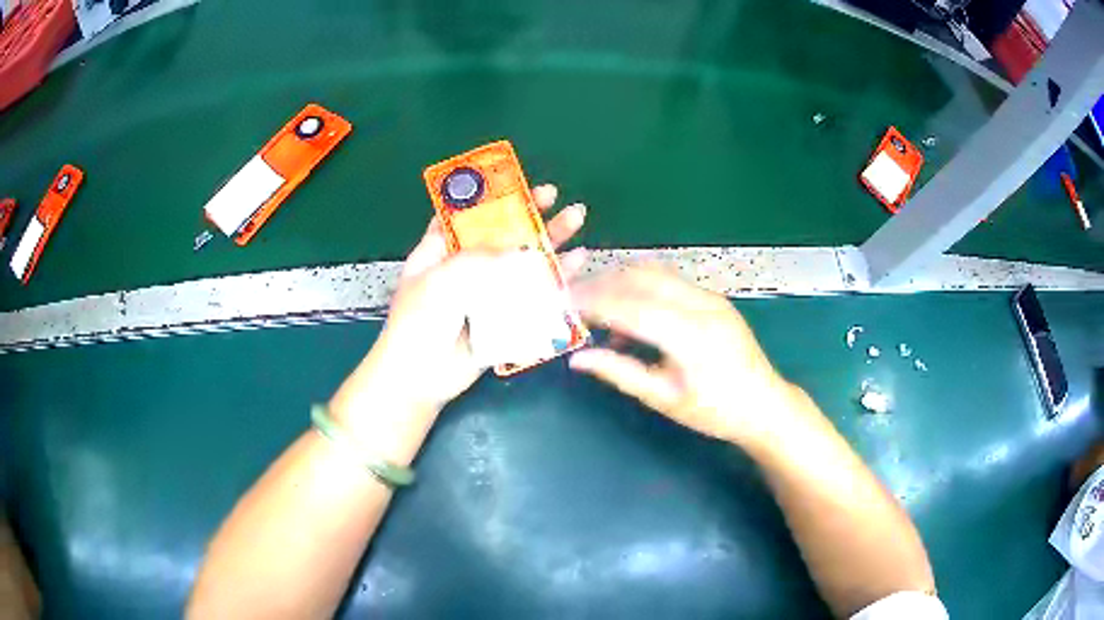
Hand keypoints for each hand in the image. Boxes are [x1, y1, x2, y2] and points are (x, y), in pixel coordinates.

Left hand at [329, 184, 587, 453]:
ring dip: (550, 242)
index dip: (489, 197)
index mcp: (439, 251)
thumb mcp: (442, 279)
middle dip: (530, 214)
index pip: (465, 215)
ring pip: (523, 263)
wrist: (421, 377)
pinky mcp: (504, 317)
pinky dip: (555, 281)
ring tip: (577, 219)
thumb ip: (480, 259)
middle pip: (502, 235)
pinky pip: (533, 296)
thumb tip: (521, 252)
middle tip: (556, 196)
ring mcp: (486, 293)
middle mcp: (465, 267)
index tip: (516, 183)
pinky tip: (576, 265)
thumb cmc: (420, 322)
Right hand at [569, 267, 795, 447]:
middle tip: (572, 301)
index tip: (562, 304)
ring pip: (654, 272)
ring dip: (620, 282)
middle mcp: (700, 304)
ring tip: (596, 308)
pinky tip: (630, 317)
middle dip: (602, 284)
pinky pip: (669, 282)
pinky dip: (641, 289)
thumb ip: (620, 373)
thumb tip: (577, 358)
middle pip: (640, 276)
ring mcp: (709, 296)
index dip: (593, 302)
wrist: (764, 404)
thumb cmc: (714, 411)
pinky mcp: (712, 297)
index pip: (631, 306)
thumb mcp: (664, 399)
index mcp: (690, 334)